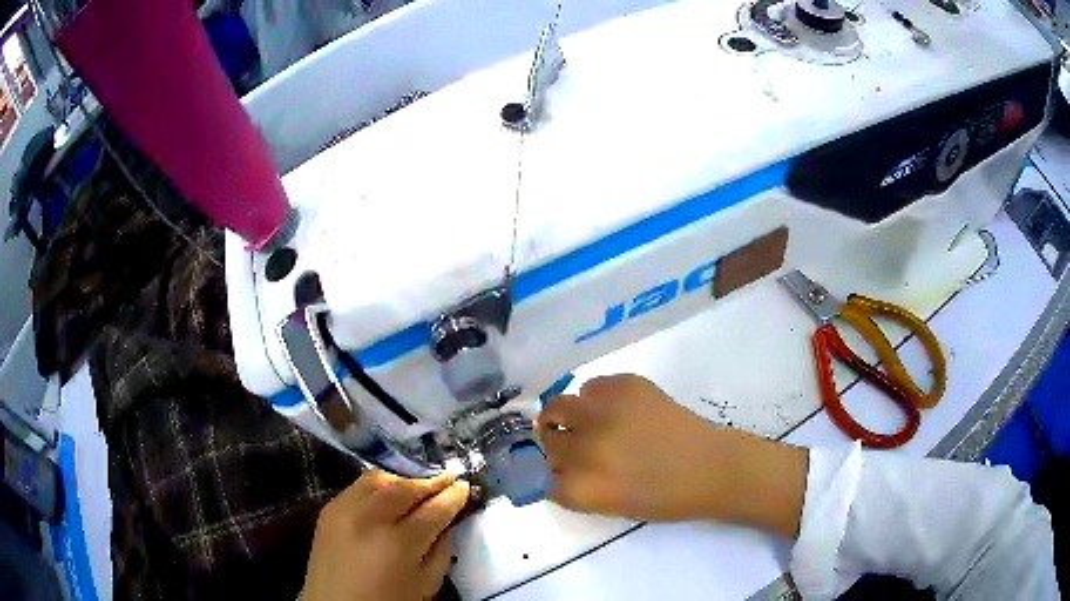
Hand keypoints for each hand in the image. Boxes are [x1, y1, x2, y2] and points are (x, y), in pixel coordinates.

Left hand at [301, 470, 470, 600]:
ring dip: (403, 480)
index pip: (434, 509)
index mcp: (398, 543)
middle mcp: (369, 518)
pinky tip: (389, 497)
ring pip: (379, 478)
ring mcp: (343, 509)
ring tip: (418, 488)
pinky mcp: (328, 509)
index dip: (453, 496)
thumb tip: (447, 522)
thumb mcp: (426, 585)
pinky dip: (379, 486)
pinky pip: (358, 486)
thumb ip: (442, 551)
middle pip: (406, 488)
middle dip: (431, 482)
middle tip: (449, 480)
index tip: (466, 486)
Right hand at [537, 374, 806, 536]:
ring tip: (583, 421)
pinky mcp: (624, 386)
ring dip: (564, 417)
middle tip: (573, 446)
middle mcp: (585, 448)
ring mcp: (604, 413)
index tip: (557, 472)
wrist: (711, 468)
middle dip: (555, 446)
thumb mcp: (610, 505)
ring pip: (556, 406)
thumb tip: (553, 467)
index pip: (540, 477)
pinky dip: (595, 399)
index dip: (548, 474)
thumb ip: (576, 488)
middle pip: (545, 441)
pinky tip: (614, 409)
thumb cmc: (666, 498)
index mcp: (582, 488)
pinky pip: (590, 387)